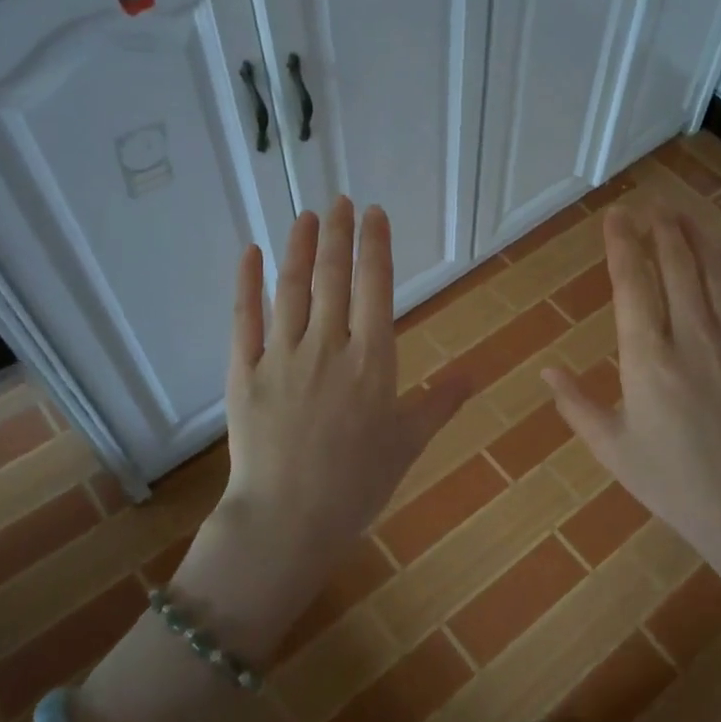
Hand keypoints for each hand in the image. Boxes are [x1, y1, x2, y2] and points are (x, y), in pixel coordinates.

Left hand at [176, 198, 470, 655]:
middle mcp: (328, 346)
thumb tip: (478, 372)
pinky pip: (244, 318)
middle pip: (333, 277)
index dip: (375, 246)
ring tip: (307, 217)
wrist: (289, 520)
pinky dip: (246, 282)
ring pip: (291, 289)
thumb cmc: (358, 484)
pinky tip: (249, 252)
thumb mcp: (409, 443)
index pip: (375, 288)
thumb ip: (441, 401)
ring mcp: (281, 356)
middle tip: (339, 201)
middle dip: (338, 234)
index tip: (373, 213)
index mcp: (372, 361)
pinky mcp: (242, 371)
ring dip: (300, 248)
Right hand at [544, 207, 720, 564]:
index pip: (632, 284)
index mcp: (646, 359)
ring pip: (714, 272)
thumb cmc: (673, 483)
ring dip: (696, 236)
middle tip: (650, 202)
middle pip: (676, 265)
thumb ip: (576, 405)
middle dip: (661, 227)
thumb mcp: (613, 449)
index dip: (622, 244)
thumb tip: (548, 370)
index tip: (616, 216)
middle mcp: (690, 337)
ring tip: (682, 212)